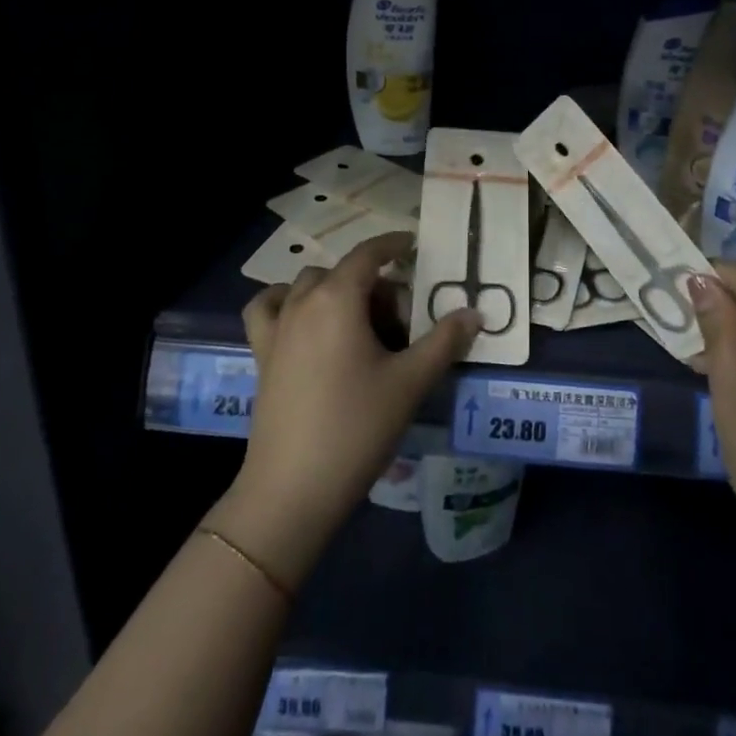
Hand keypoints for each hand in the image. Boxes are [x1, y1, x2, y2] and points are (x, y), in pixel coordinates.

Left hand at [207, 233, 479, 591]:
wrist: (292, 490)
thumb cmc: (356, 428)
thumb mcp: (410, 383)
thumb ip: (444, 342)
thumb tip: (475, 313)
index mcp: (338, 298)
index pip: (368, 254)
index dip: (393, 245)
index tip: (414, 247)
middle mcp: (303, 301)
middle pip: (343, 273)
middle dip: (374, 285)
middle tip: (400, 322)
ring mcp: (277, 326)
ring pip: (309, 287)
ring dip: (335, 291)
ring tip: (358, 324)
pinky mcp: (261, 353)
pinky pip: (269, 308)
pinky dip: (285, 302)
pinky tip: (302, 321)